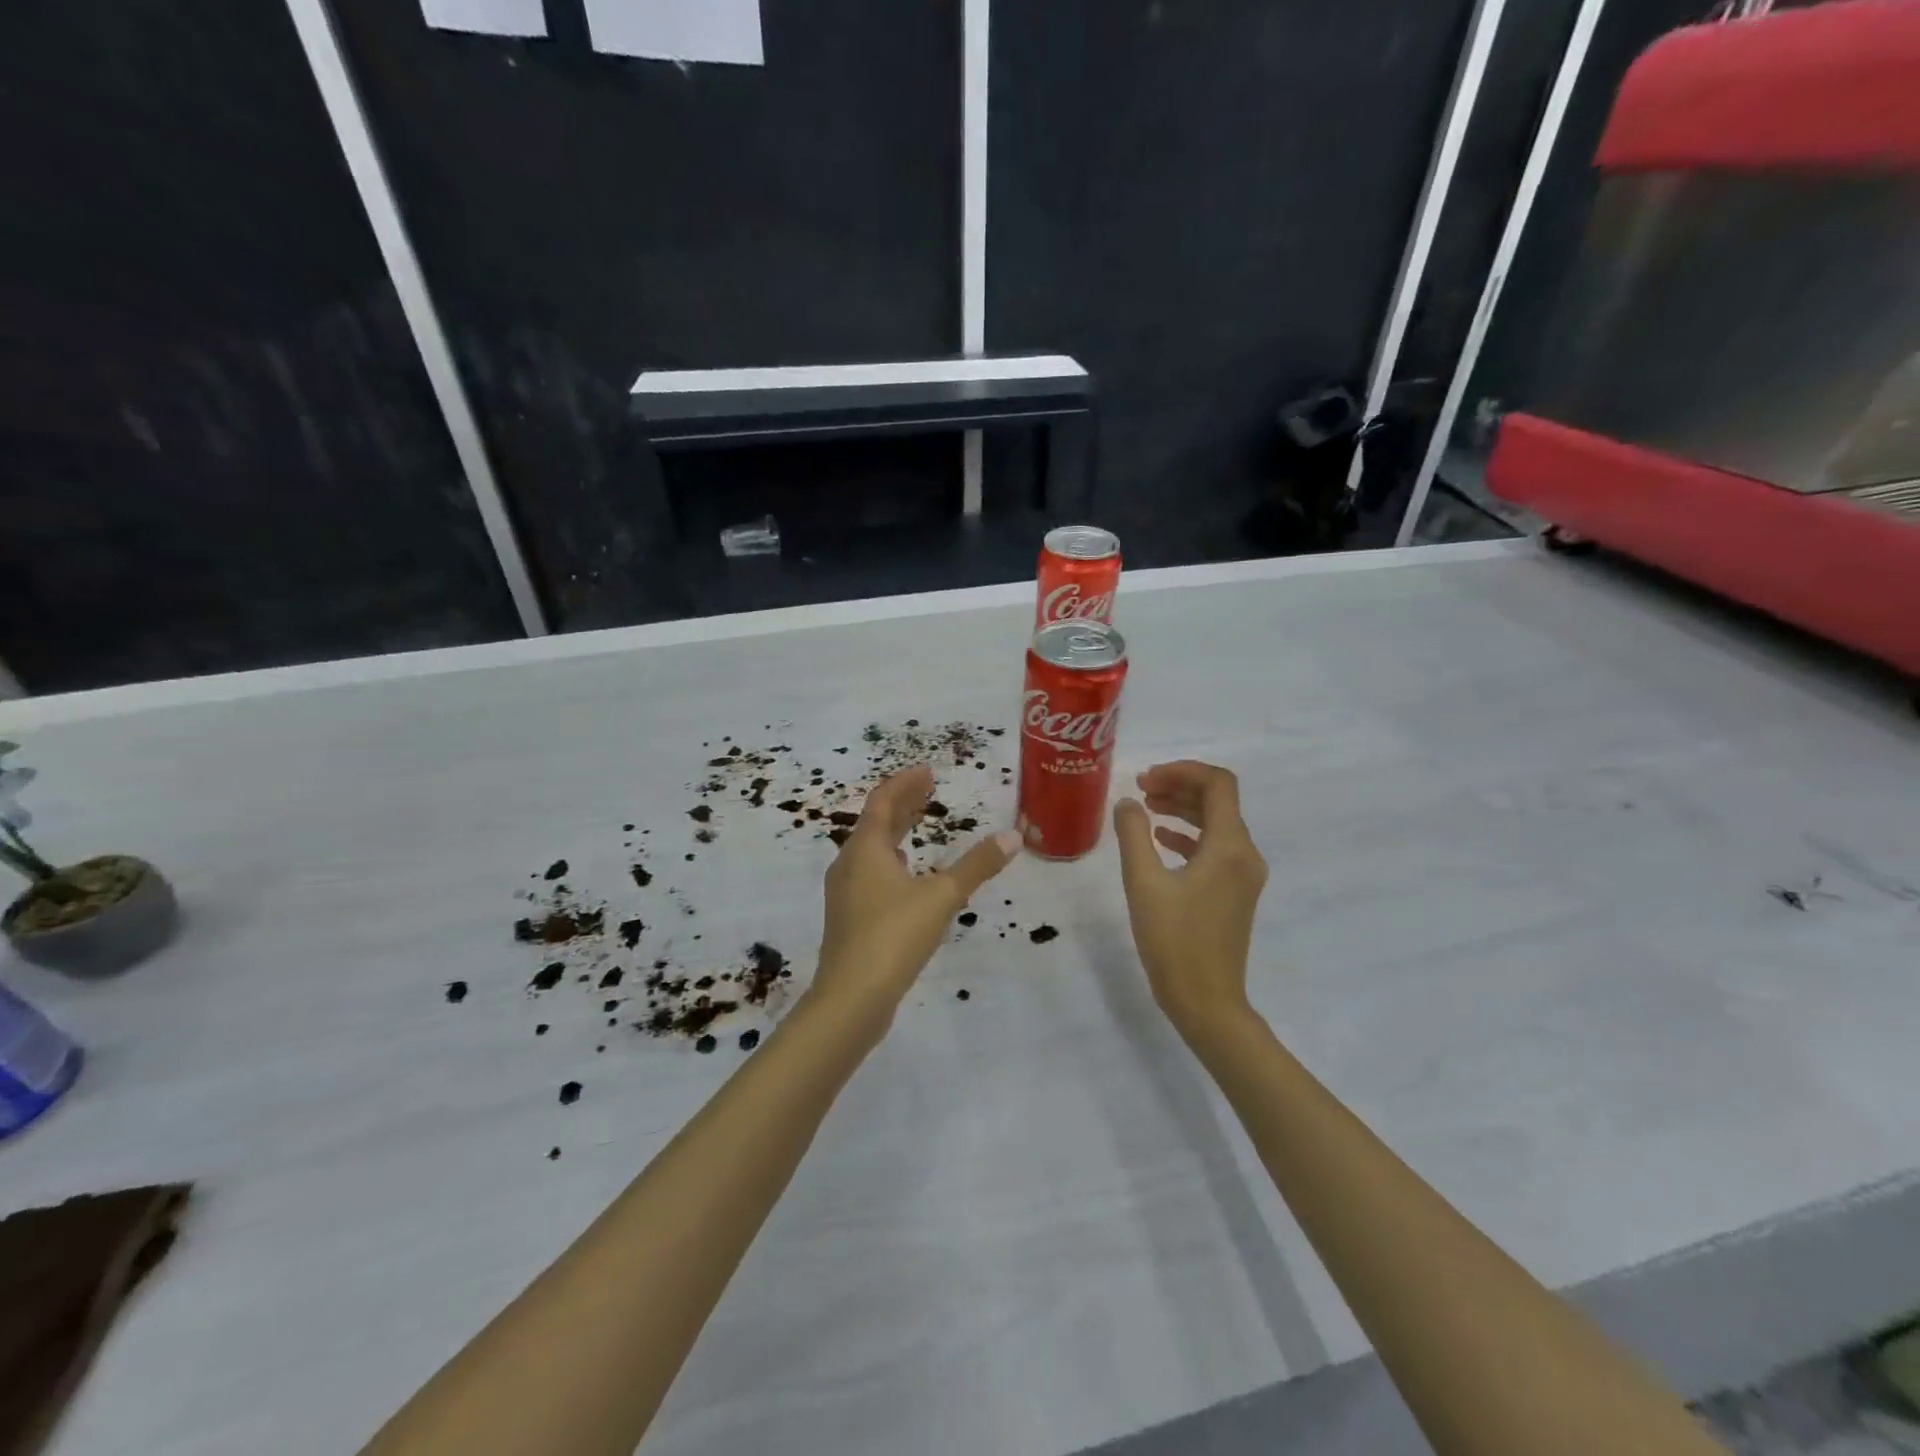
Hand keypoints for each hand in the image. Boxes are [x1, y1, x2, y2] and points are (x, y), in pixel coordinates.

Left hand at [812, 766, 1020, 1026]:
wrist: (851, 998)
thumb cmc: (894, 936)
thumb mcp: (942, 897)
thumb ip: (977, 866)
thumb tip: (1013, 837)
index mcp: (866, 849)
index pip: (883, 801)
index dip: (906, 782)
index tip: (929, 770)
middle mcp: (849, 863)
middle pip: (875, 822)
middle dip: (902, 803)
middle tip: (928, 789)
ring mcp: (845, 892)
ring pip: (870, 849)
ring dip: (894, 831)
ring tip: (917, 824)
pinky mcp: (849, 918)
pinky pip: (869, 873)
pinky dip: (889, 860)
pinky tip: (904, 874)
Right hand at [1113, 761, 1267, 1039]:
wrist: (1205, 1001)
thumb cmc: (1173, 941)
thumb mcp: (1143, 883)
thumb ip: (1133, 834)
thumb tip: (1127, 802)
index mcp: (1230, 846)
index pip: (1218, 784)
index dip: (1182, 770)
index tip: (1146, 778)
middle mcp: (1245, 854)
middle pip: (1218, 801)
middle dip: (1179, 786)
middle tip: (1140, 788)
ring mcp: (1243, 875)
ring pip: (1217, 824)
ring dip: (1183, 808)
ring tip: (1145, 807)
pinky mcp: (1235, 893)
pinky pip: (1215, 849)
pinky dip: (1189, 835)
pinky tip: (1160, 839)